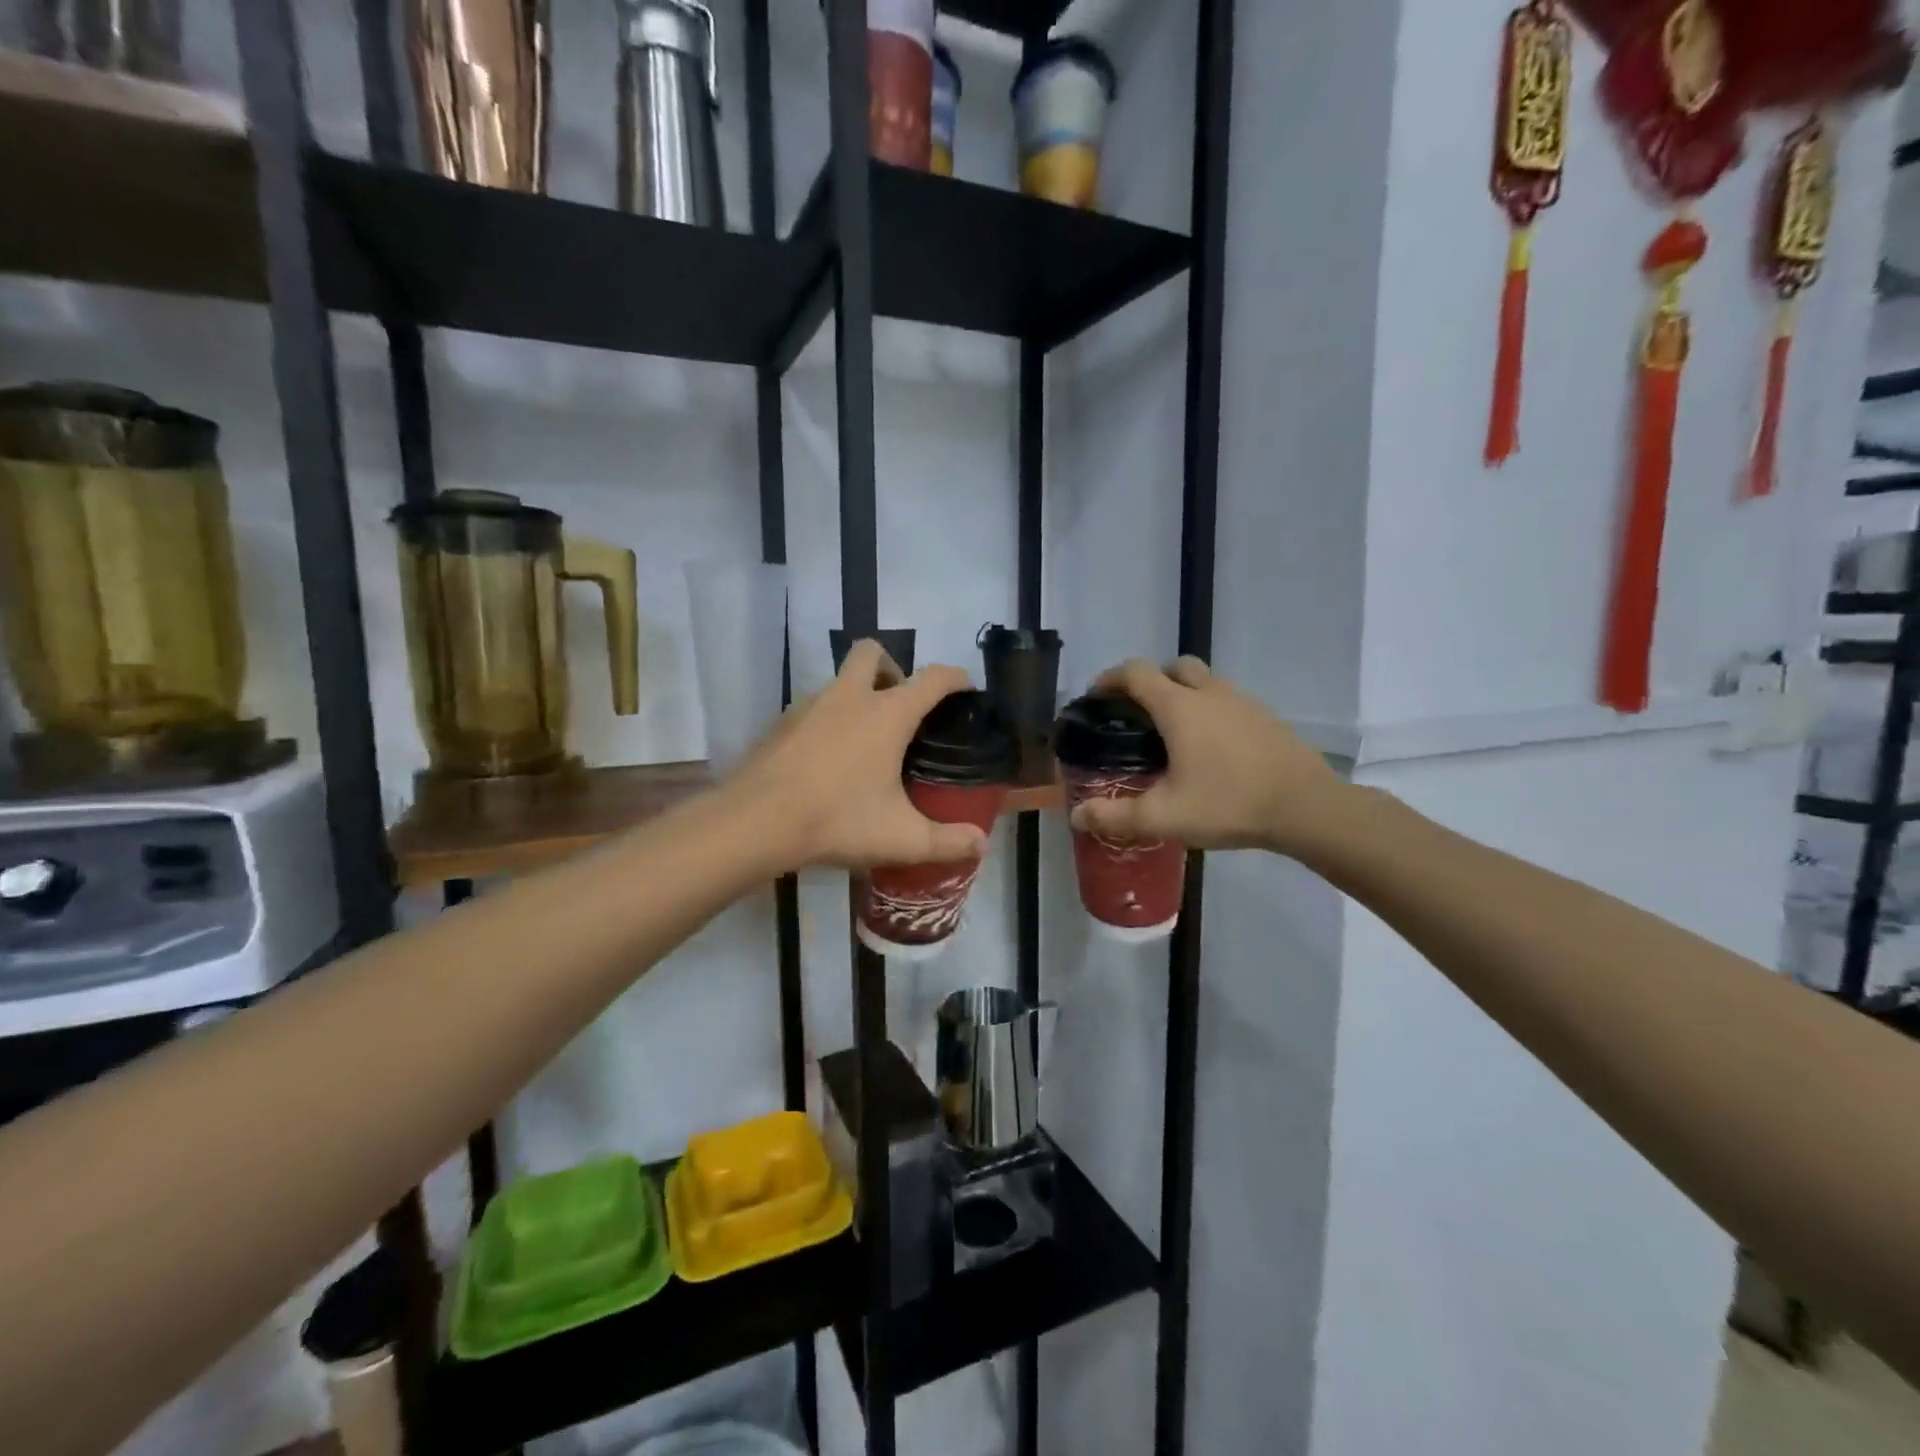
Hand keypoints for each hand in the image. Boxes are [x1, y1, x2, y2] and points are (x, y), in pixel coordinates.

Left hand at [730, 639, 990, 872]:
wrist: (754, 822)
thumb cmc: (836, 820)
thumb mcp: (901, 838)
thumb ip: (947, 842)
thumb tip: (981, 844)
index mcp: (887, 714)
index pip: (933, 678)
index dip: (955, 678)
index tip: (966, 688)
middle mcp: (849, 697)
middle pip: (872, 653)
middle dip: (892, 668)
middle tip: (900, 709)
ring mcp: (809, 705)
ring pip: (839, 680)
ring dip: (857, 696)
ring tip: (865, 743)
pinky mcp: (780, 724)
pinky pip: (813, 708)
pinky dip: (828, 721)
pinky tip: (827, 761)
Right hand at [1069, 656, 1347, 857]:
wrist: (1307, 807)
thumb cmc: (1228, 803)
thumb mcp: (1164, 817)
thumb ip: (1116, 816)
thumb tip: (1075, 817)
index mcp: (1179, 707)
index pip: (1135, 672)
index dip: (1111, 679)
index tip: (1097, 696)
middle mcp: (1209, 693)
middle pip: (1173, 667)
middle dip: (1150, 681)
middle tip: (1138, 713)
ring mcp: (1243, 702)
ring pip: (1204, 681)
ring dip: (1183, 694)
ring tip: (1174, 732)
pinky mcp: (1266, 717)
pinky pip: (1228, 700)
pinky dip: (1211, 710)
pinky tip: (1212, 748)